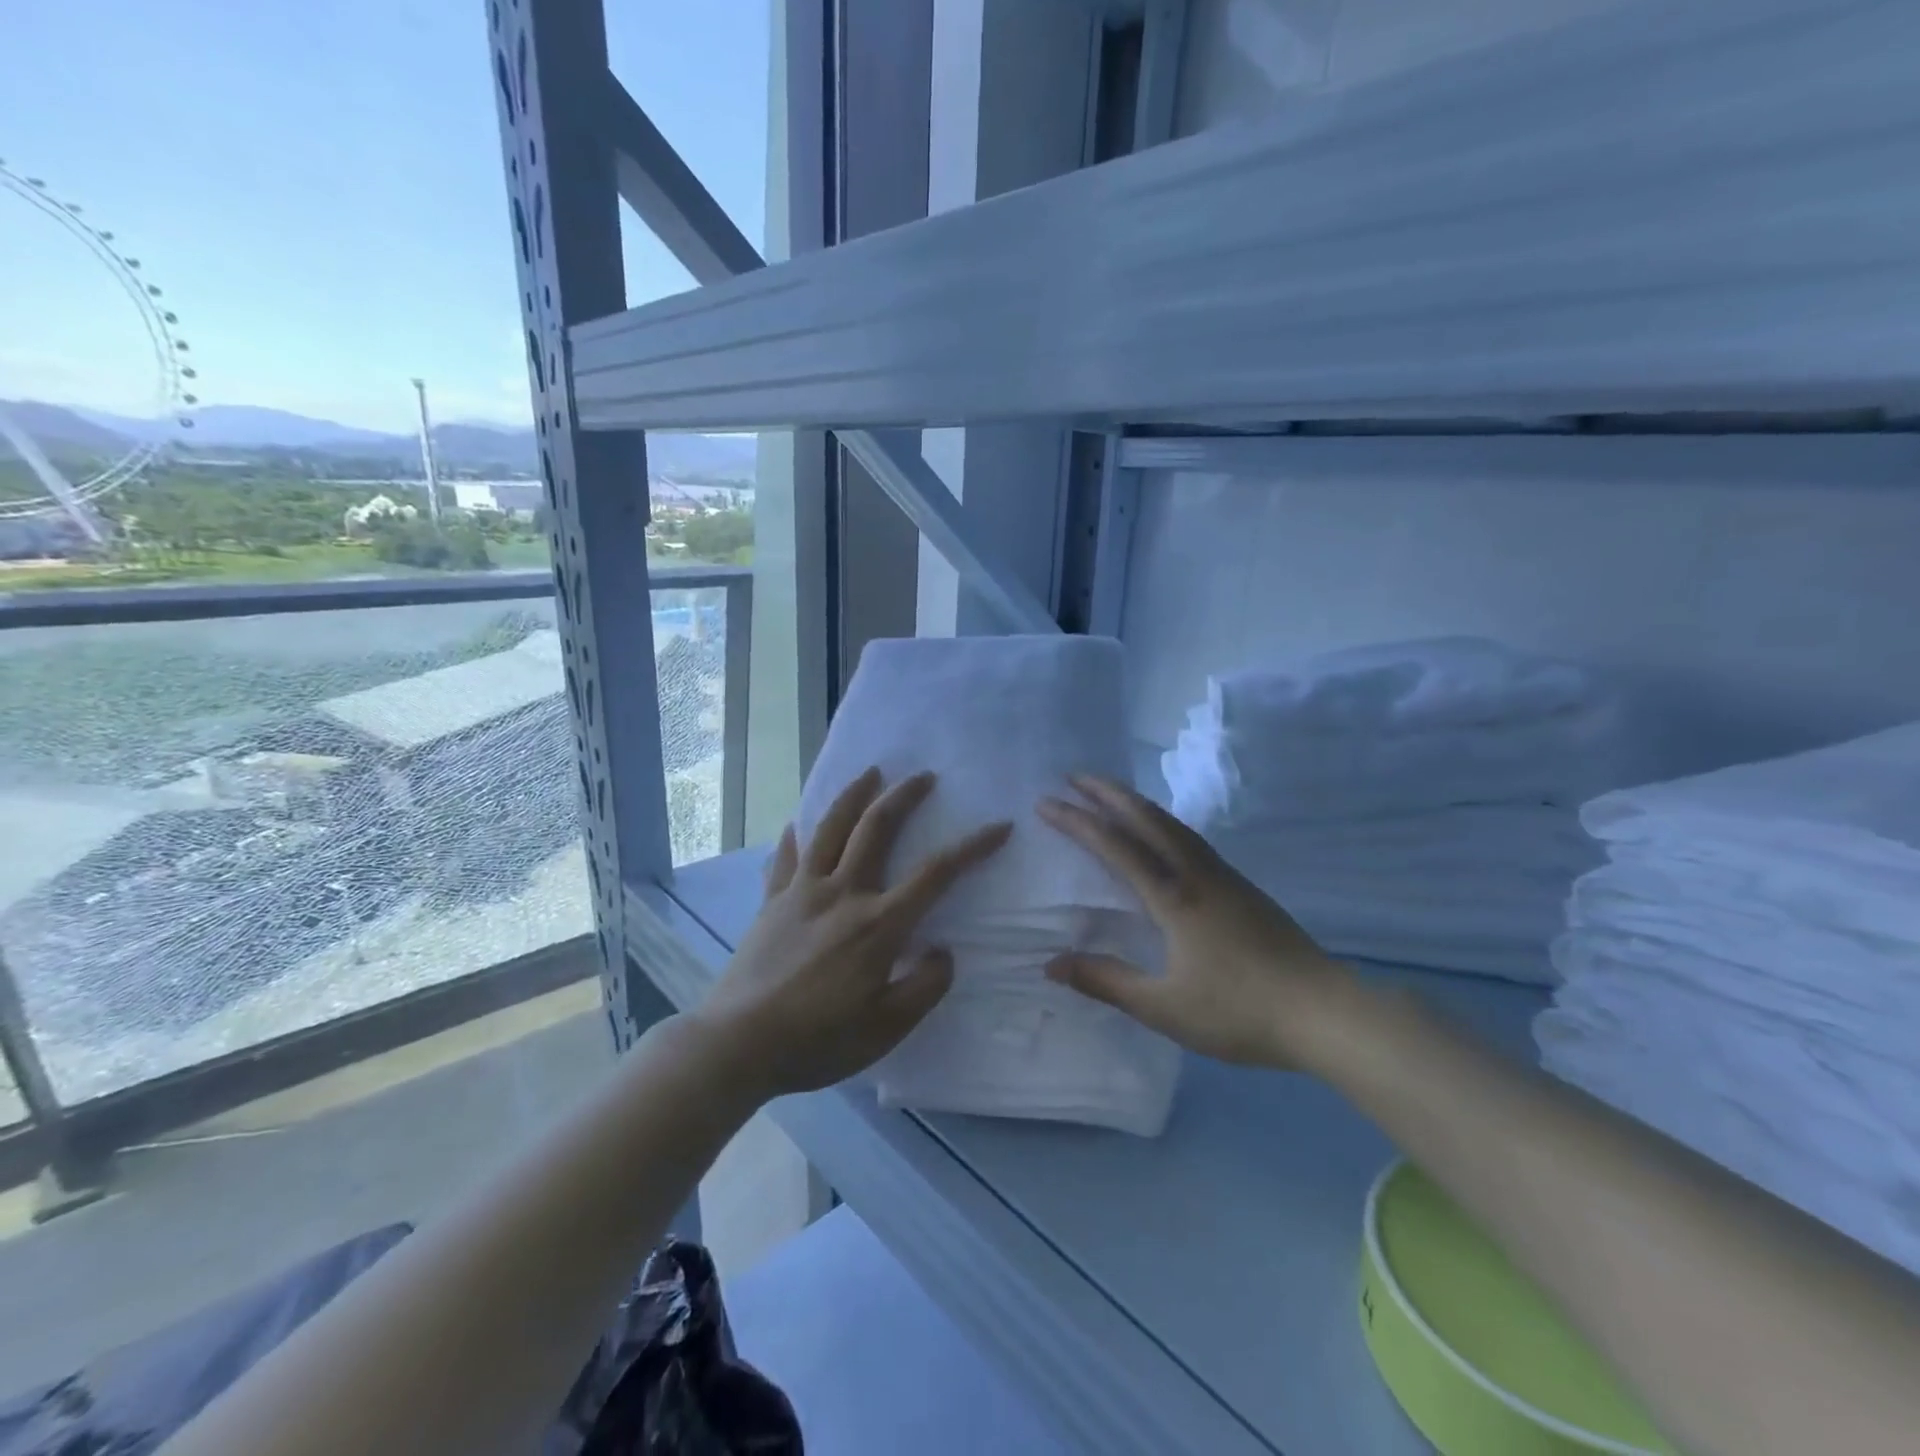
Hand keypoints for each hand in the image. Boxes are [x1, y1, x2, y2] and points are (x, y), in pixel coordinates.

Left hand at [695, 767, 1011, 1099]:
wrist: (737, 1044)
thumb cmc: (818, 1040)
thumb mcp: (887, 1029)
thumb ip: (925, 987)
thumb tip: (943, 951)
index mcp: (878, 924)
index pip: (935, 874)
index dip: (972, 847)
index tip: (998, 826)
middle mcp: (842, 893)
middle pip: (876, 828)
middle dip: (904, 796)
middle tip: (923, 775)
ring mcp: (801, 891)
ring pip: (831, 828)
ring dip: (854, 795)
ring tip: (870, 773)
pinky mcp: (771, 901)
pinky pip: (786, 857)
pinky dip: (796, 835)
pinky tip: (797, 824)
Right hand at [1038, 776, 1360, 1070]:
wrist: (1323, 1012)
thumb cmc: (1238, 1011)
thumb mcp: (1163, 1006)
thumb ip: (1106, 981)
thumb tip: (1052, 964)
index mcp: (1173, 897)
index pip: (1116, 846)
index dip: (1078, 822)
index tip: (1046, 802)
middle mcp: (1196, 874)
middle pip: (1147, 818)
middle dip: (1108, 793)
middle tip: (1075, 775)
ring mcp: (1224, 877)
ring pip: (1173, 824)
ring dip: (1138, 803)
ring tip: (1112, 794)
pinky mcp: (1243, 888)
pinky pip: (1190, 839)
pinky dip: (1163, 822)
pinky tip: (1162, 835)